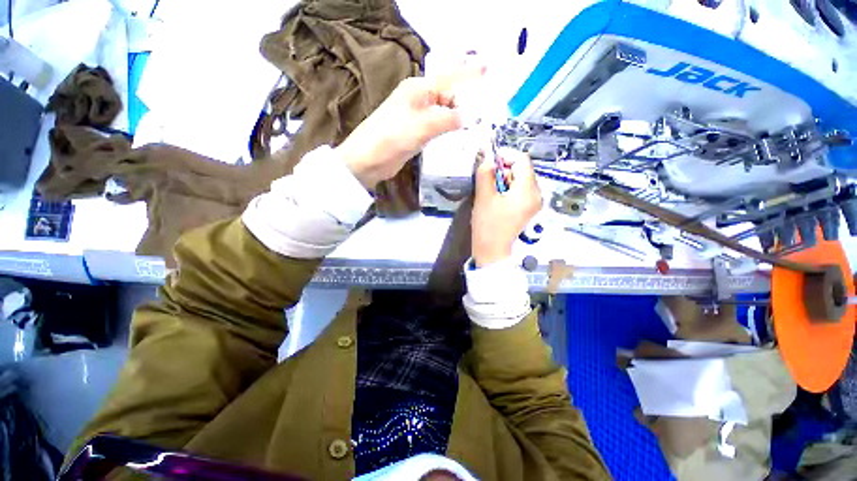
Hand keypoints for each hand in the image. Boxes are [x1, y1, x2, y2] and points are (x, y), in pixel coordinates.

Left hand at [336, 62, 485, 188]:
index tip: (487, 69)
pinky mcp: (416, 134)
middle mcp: (418, 100)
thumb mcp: (422, 126)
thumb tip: (467, 117)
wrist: (368, 160)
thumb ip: (447, 120)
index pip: (449, 78)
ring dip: (457, 117)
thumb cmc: (391, 137)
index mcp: (418, 89)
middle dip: (465, 101)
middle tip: (484, 112)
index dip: (468, 73)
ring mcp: (417, 118)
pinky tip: (459, 135)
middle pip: (447, 96)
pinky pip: (437, 127)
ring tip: (477, 124)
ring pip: (443, 113)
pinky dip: (448, 130)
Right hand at [472, 148, 541, 266]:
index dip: (505, 155)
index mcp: (528, 190)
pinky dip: (507, 189)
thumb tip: (487, 158)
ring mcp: (533, 203)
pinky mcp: (527, 209)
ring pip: (519, 180)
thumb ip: (485, 173)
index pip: (522, 160)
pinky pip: (519, 191)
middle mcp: (536, 194)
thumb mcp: (484, 197)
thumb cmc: (488, 226)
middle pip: (522, 169)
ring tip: (490, 192)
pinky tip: (496, 200)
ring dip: (503, 180)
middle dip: (503, 170)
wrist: (492, 251)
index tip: (489, 160)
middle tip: (487, 181)